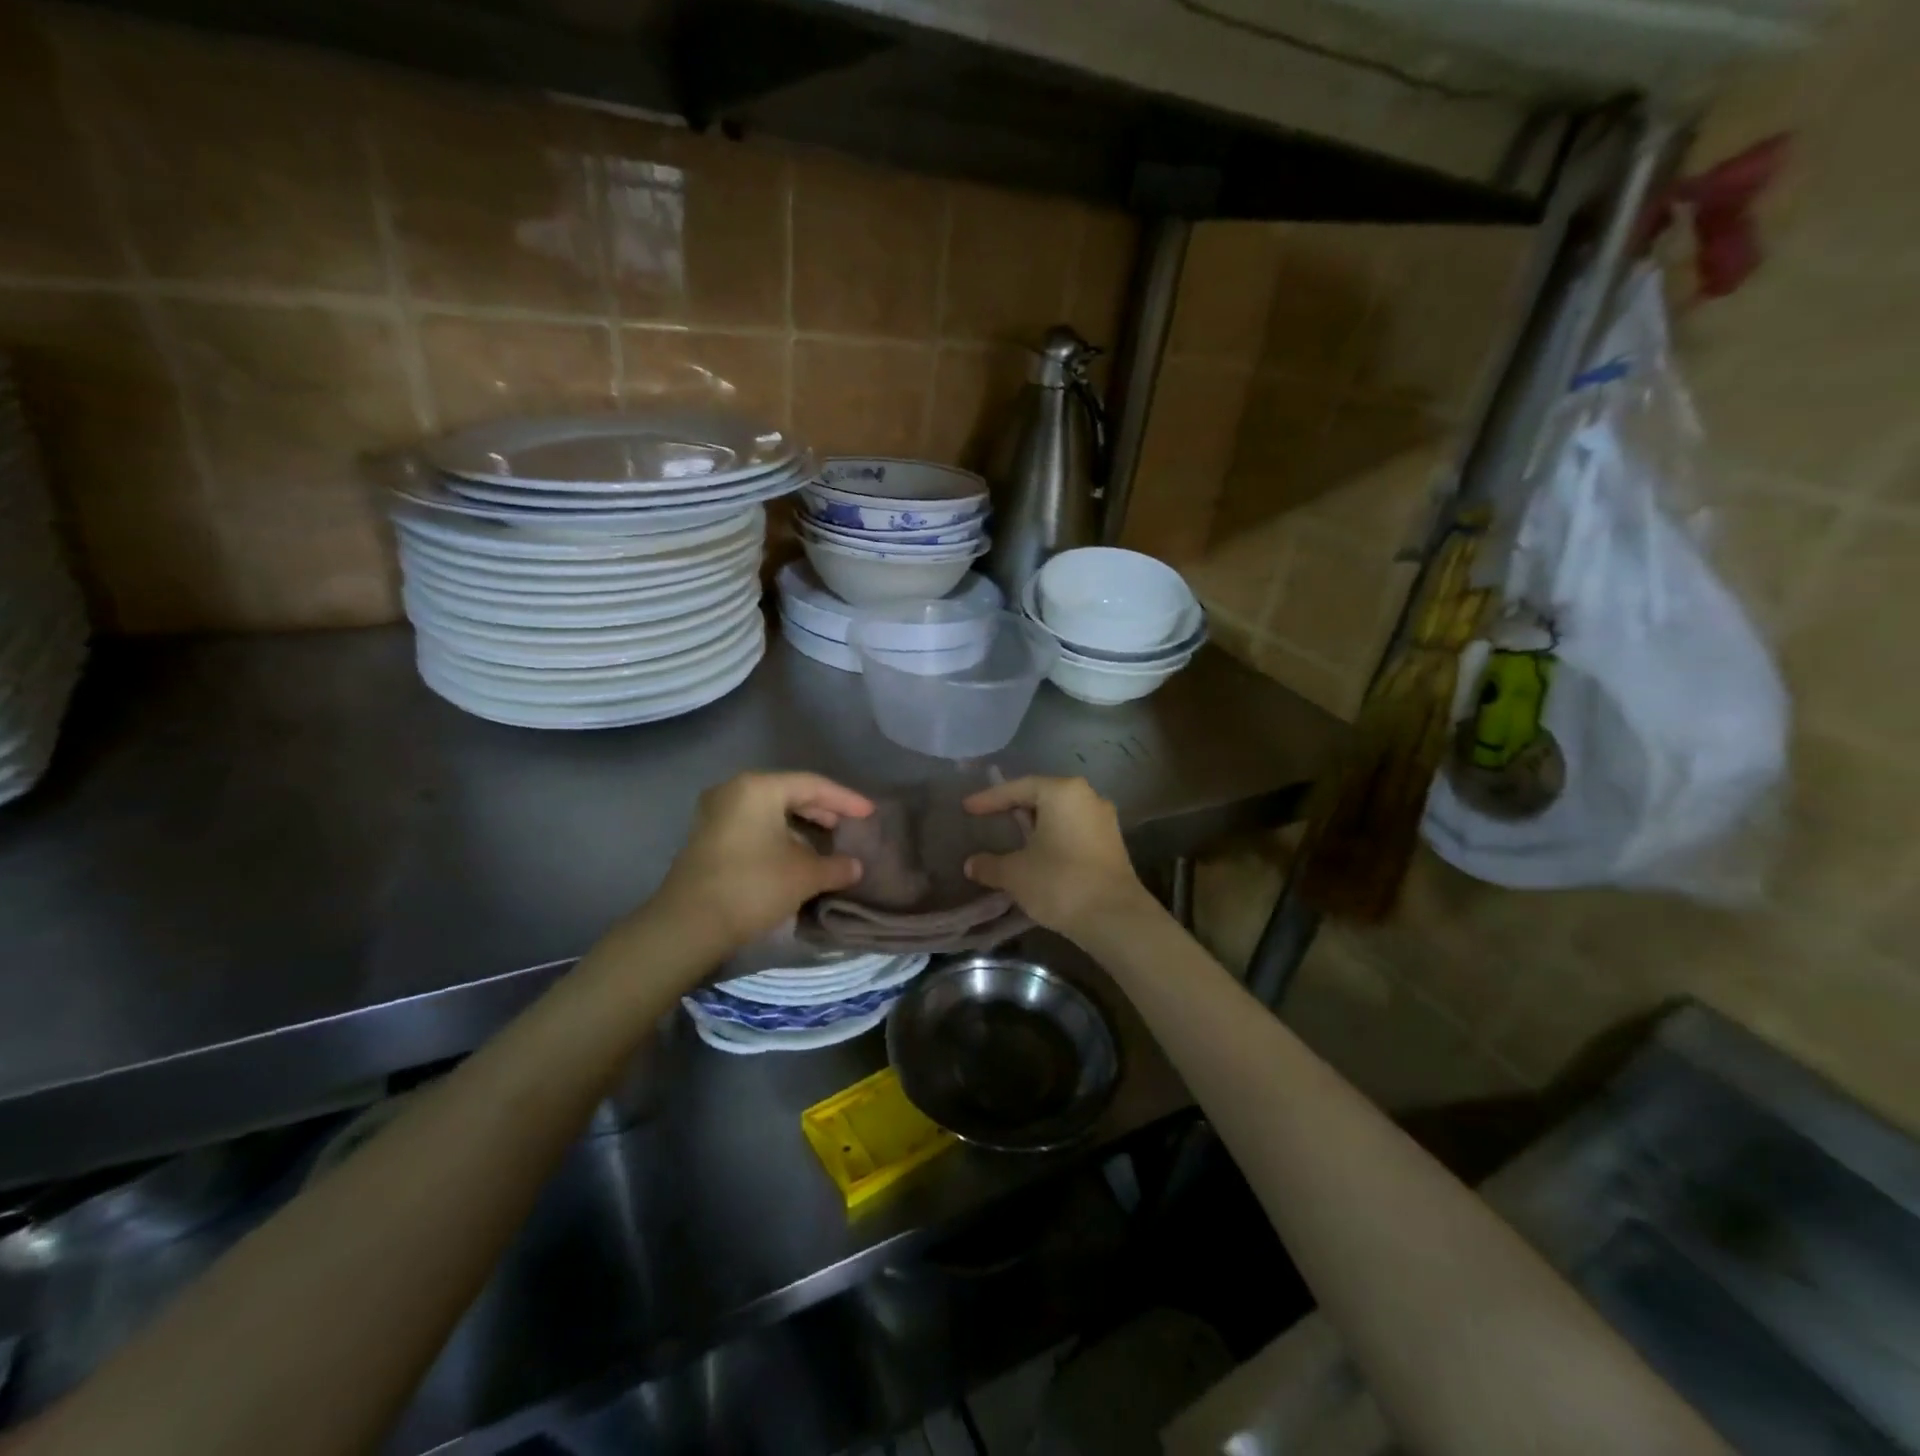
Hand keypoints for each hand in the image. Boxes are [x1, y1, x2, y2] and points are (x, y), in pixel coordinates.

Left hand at [653, 772, 872, 952]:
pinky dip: (780, 834)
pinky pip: (754, 824)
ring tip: (828, 840)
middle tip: (850, 825)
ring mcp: (716, 813)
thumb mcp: (804, 876)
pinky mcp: (708, 837)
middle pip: (790, 792)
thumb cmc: (752, 887)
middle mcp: (734, 791)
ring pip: (771, 810)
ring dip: (801, 824)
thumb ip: (836, 866)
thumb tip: (855, 866)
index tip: (870, 813)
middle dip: (823, 809)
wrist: (688, 926)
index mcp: (758, 788)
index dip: (846, 800)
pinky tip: (797, 853)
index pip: (813, 785)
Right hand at [961, 776, 1154, 937]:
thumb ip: (990, 865)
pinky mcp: (1112, 844)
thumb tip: (971, 864)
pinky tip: (1039, 855)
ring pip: (1061, 815)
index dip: (990, 799)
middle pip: (1043, 797)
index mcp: (1063, 792)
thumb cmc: (1060, 882)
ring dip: (1036, 825)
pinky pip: (1074, 831)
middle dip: (1015, 809)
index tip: (967, 808)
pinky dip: (1053, 838)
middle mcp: (1087, 797)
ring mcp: (1104, 820)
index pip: (1018, 788)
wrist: (1114, 918)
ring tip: (1013, 837)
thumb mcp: (1015, 873)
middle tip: (990, 818)